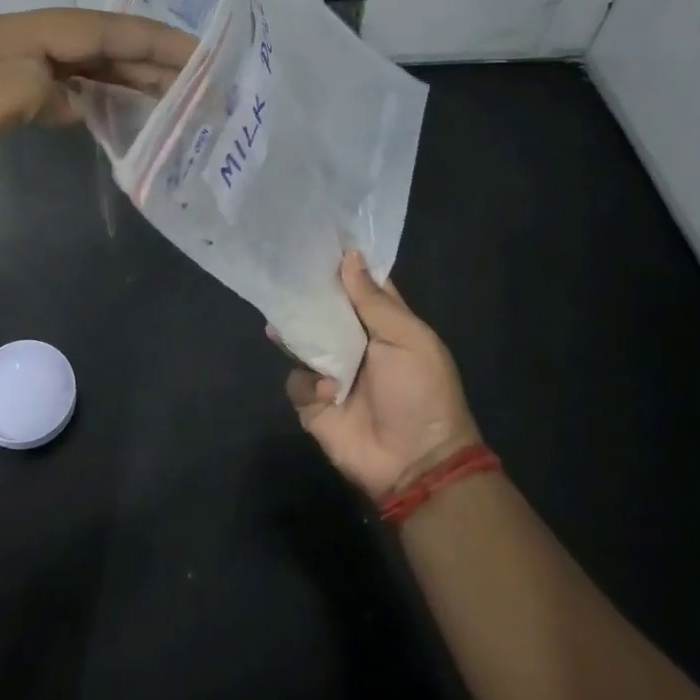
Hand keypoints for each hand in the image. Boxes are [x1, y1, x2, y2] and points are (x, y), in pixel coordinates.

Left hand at [0, 9, 195, 264]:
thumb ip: (26, 84)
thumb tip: (67, 90)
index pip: (84, 28)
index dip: (143, 38)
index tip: (196, 53)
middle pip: (82, 42)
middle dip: (140, 55)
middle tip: (196, 76)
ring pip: (69, 67)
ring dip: (119, 76)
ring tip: (167, 92)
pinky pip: (51, 94)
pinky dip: (87, 99)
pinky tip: (105, 112)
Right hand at [286, 252, 479, 500]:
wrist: (415, 462)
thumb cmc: (420, 393)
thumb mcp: (407, 340)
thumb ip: (374, 301)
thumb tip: (349, 256)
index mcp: (383, 325)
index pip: (359, 286)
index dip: (342, 263)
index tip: (316, 237)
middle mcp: (354, 343)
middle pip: (323, 310)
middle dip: (305, 295)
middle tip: (281, 273)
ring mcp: (331, 372)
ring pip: (301, 341)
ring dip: (294, 333)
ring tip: (279, 322)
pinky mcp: (313, 402)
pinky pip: (296, 381)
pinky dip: (308, 384)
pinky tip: (327, 391)